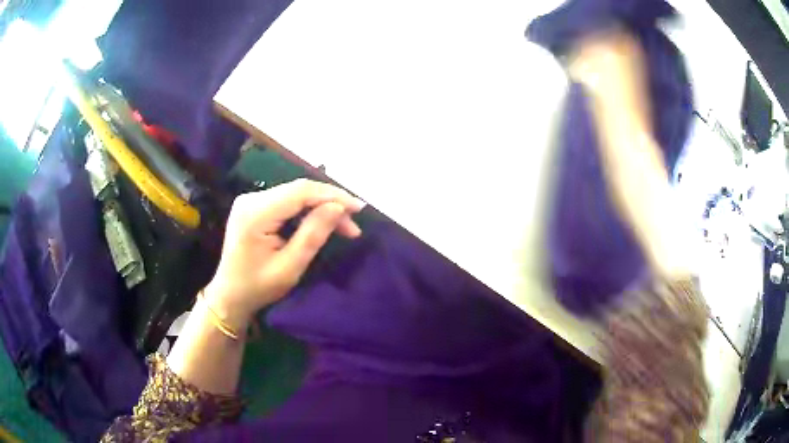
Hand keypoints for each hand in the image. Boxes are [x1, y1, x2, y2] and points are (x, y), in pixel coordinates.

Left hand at [204, 179, 364, 329]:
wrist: (229, 295)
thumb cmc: (258, 287)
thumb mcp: (290, 267)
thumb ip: (313, 234)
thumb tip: (338, 207)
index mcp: (255, 213)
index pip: (300, 192)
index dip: (333, 195)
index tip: (359, 208)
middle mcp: (251, 198)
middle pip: (299, 190)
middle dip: (330, 203)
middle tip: (353, 225)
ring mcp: (251, 200)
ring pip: (296, 194)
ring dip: (321, 207)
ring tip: (344, 226)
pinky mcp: (255, 206)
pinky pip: (287, 201)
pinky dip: (307, 210)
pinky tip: (322, 221)